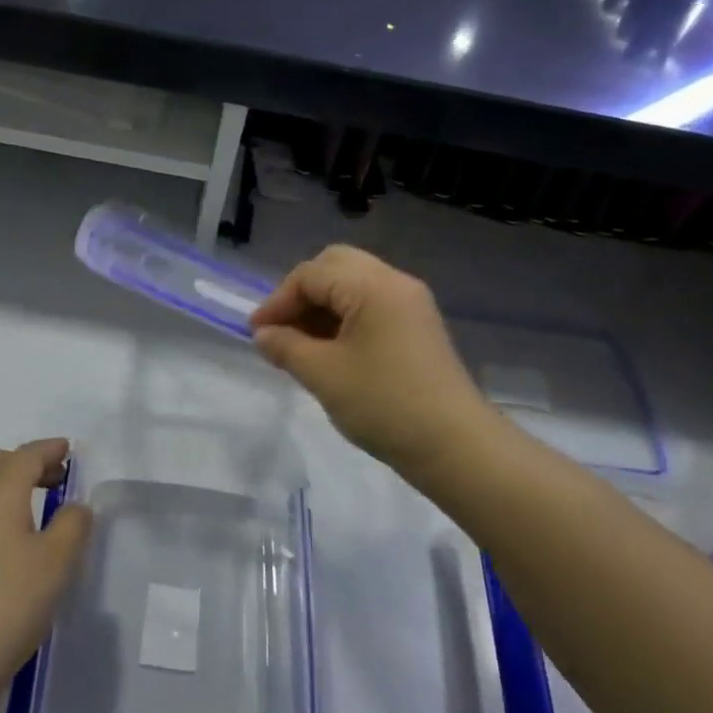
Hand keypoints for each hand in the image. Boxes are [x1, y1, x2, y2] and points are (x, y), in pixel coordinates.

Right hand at [251, 247, 493, 477]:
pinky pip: (371, 305)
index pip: (310, 274)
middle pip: (335, 266)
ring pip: (353, 284)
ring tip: (299, 344)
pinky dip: (344, 318)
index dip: (277, 301)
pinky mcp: (418, 327)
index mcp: (372, 286)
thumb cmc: (384, 404)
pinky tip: (329, 351)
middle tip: (281, 329)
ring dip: (322, 306)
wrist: (455, 446)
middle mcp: (395, 283)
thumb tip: (263, 334)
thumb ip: (286, 347)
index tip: (256, 334)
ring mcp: (411, 304)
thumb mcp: (323, 375)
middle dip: (301, 293)